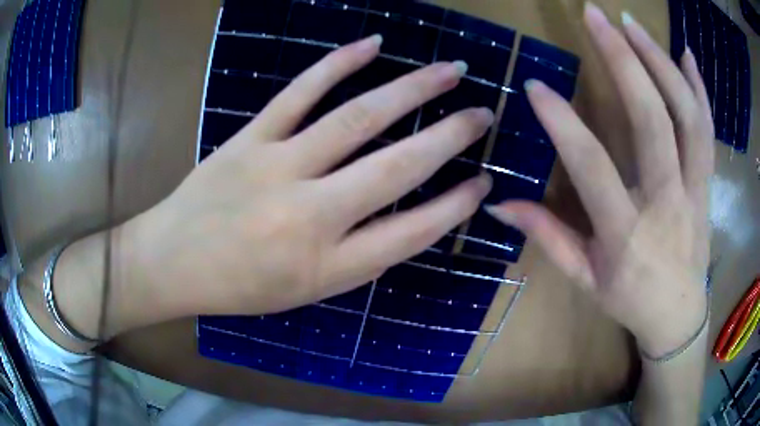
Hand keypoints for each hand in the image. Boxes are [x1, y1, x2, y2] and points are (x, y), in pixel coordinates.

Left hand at [129, 35, 493, 316]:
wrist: (173, 262)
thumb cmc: (239, 287)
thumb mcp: (307, 291)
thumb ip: (359, 258)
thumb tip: (407, 219)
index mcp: (327, 266)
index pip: (412, 232)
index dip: (455, 206)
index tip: (483, 181)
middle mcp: (309, 216)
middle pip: (397, 168)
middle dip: (450, 137)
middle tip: (483, 114)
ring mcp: (277, 168)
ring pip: (357, 119)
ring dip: (412, 90)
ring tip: (449, 72)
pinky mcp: (249, 138)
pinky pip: (299, 92)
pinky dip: (338, 63)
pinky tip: (373, 45)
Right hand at [487, 4, 713, 357]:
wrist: (678, 316)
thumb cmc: (630, 301)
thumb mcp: (586, 280)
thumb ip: (548, 237)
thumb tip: (501, 202)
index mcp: (627, 234)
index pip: (593, 168)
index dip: (562, 123)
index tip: (535, 86)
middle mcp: (668, 203)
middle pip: (654, 122)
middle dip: (624, 61)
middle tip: (595, 17)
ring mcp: (695, 189)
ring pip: (687, 116)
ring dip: (661, 62)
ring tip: (632, 24)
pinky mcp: (708, 183)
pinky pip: (708, 129)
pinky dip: (699, 87)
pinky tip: (685, 54)